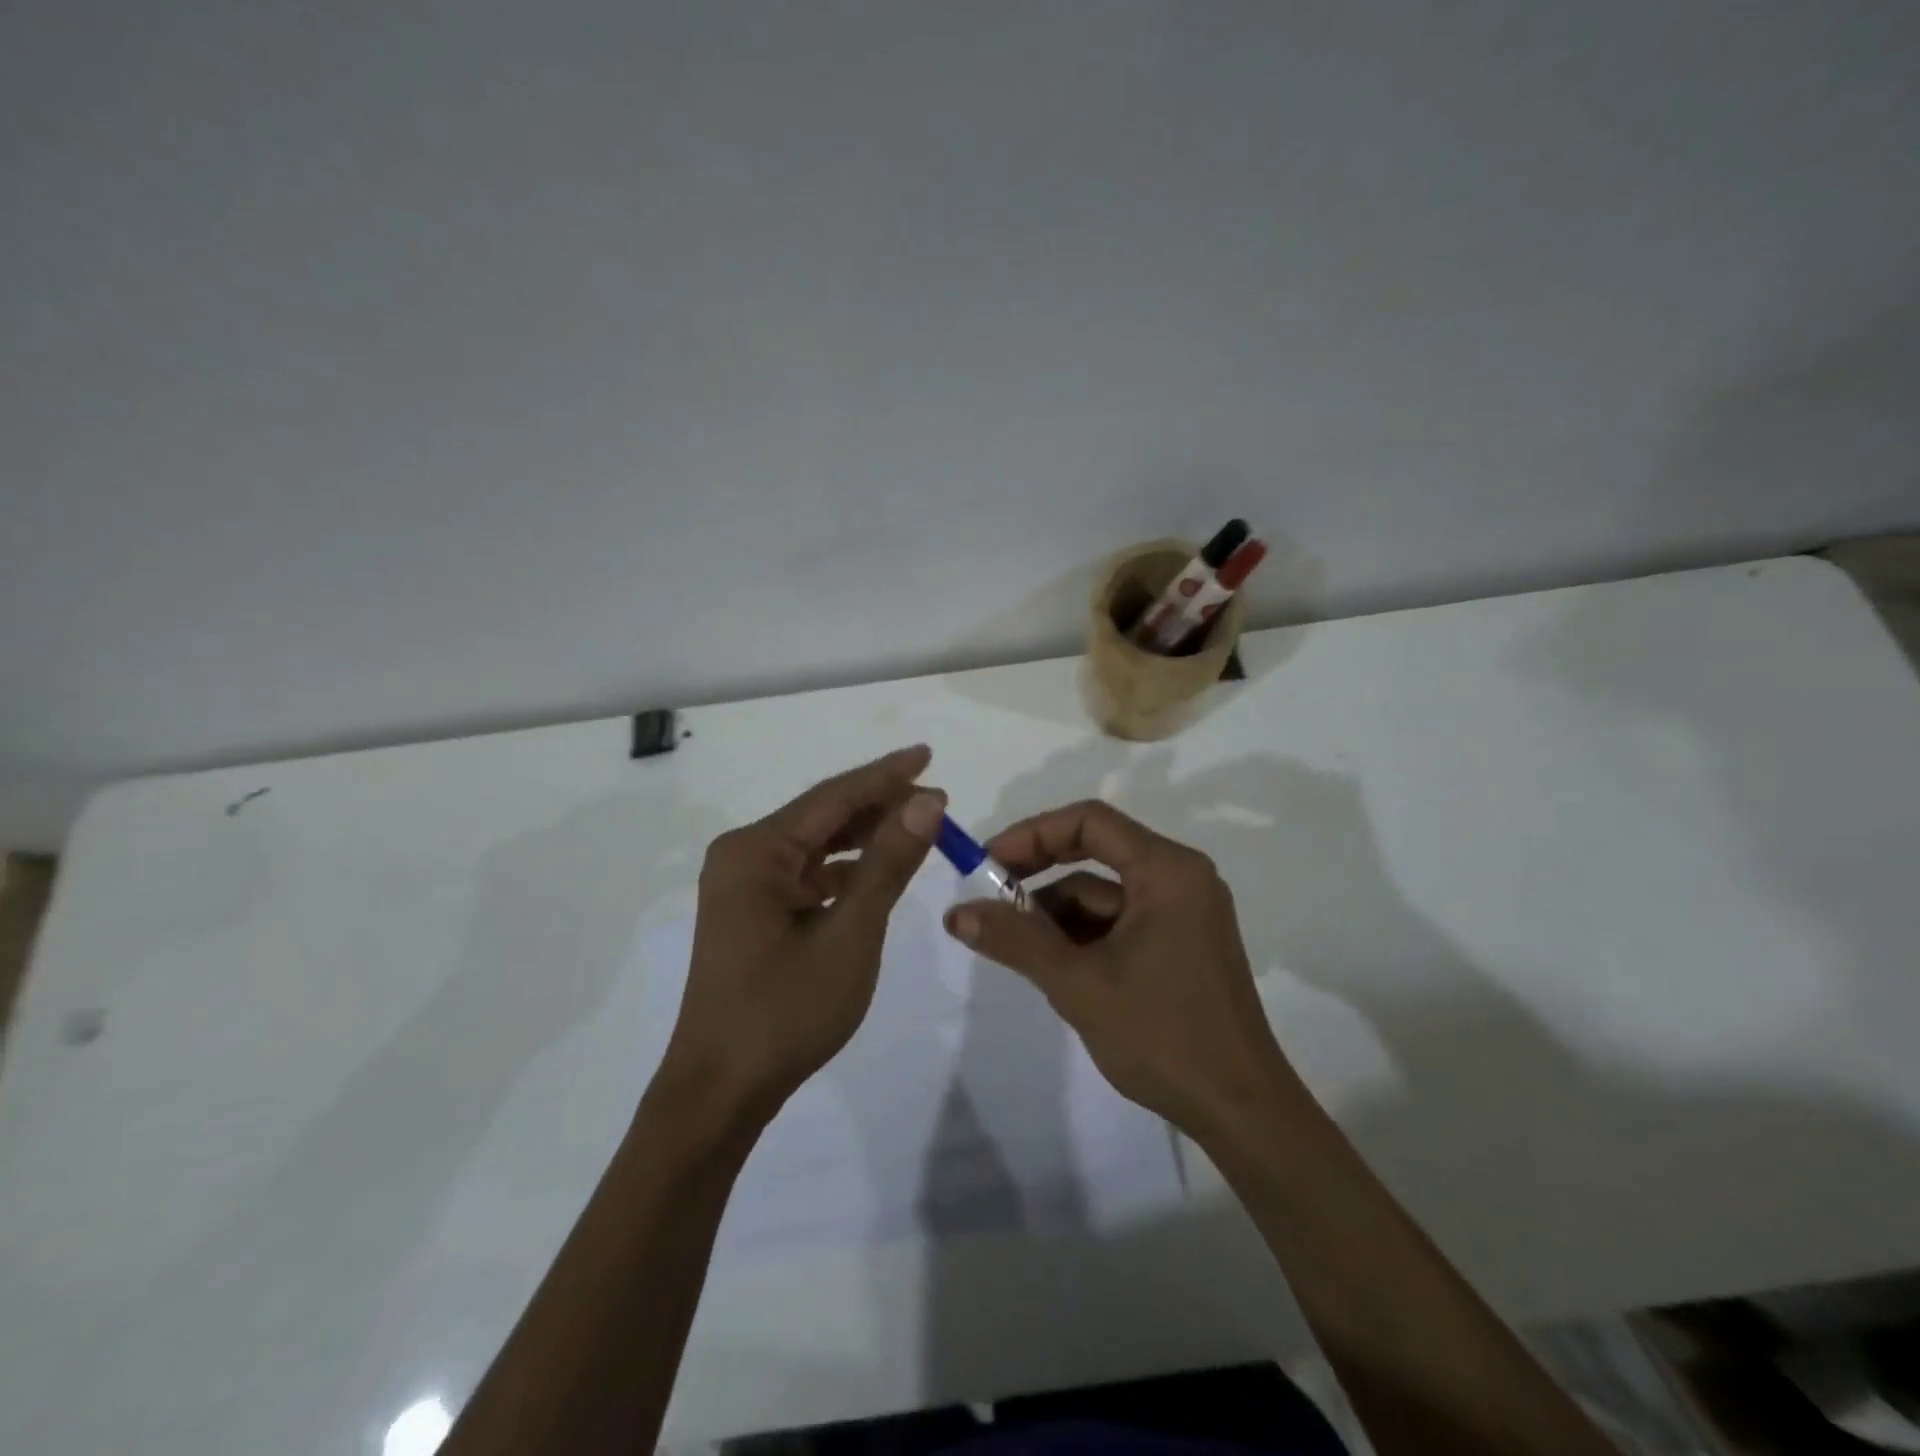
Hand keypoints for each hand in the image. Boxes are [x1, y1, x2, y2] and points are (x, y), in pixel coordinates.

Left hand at [656, 745, 945, 1126]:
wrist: (721, 1091)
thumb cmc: (786, 1011)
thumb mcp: (850, 933)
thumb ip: (888, 863)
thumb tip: (927, 801)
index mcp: (756, 851)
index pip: (833, 797)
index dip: (886, 775)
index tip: (928, 755)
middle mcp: (743, 856)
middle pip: (823, 817)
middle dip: (879, 806)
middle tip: (936, 799)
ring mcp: (744, 886)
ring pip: (816, 846)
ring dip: (864, 837)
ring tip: (917, 829)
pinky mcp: (751, 913)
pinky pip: (806, 876)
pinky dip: (844, 871)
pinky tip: (876, 873)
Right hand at [943, 800, 1302, 1138]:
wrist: (1241, 1111)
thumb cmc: (1162, 1035)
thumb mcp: (1078, 984)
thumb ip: (1015, 940)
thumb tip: (955, 912)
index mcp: (1167, 870)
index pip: (1089, 822)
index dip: (1032, 835)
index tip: (988, 863)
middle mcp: (1181, 878)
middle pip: (1097, 853)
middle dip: (1040, 874)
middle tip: (992, 898)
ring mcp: (1185, 912)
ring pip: (1106, 893)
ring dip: (1058, 913)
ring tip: (1016, 946)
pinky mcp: (1183, 943)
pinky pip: (1122, 920)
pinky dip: (1084, 935)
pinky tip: (1054, 966)